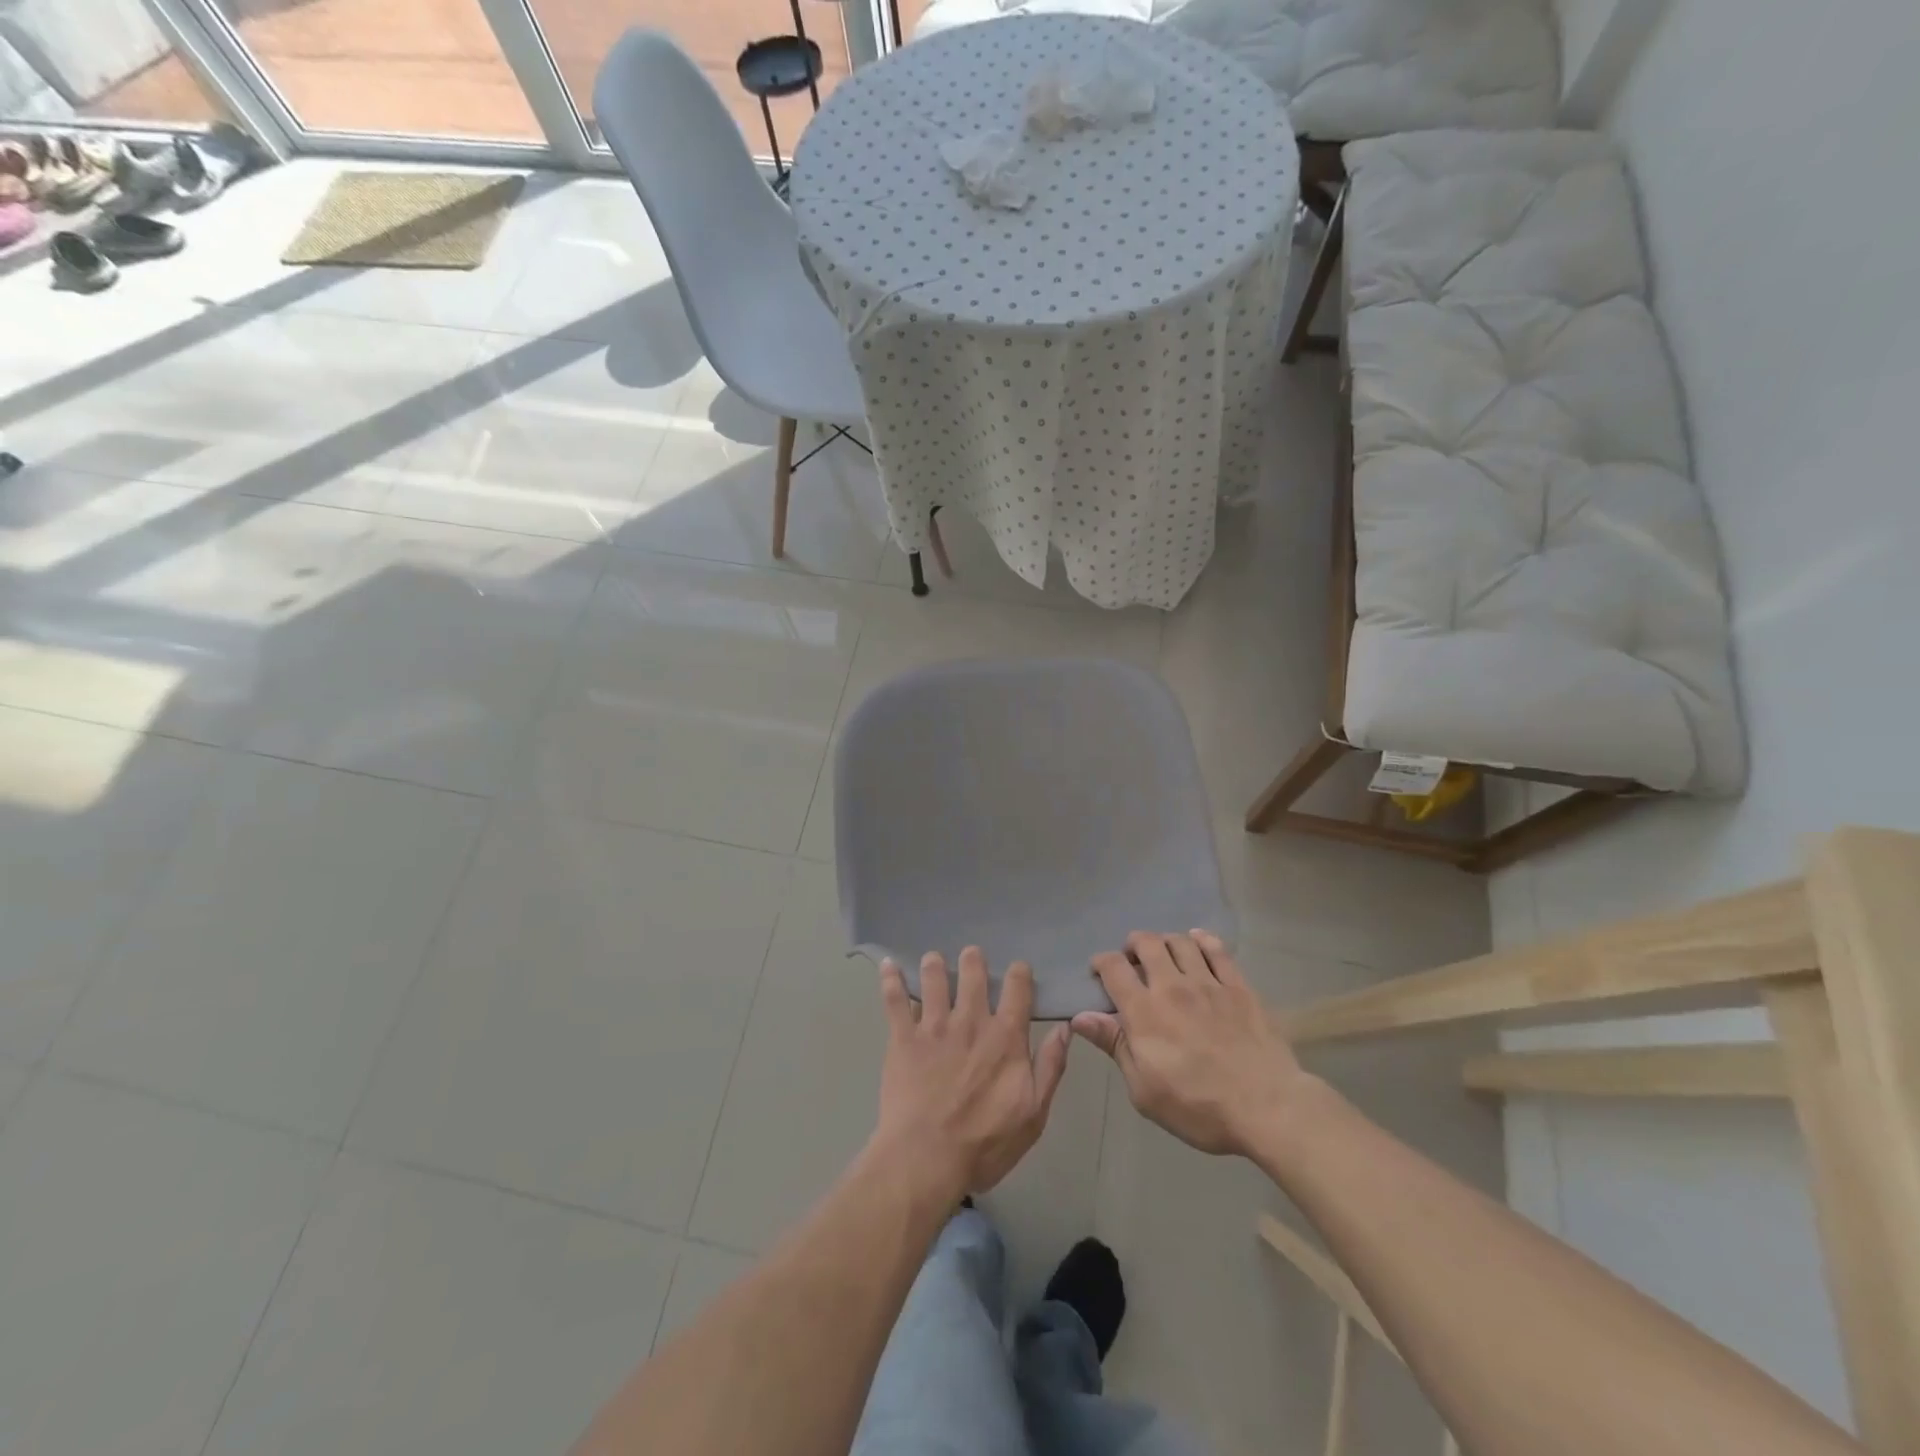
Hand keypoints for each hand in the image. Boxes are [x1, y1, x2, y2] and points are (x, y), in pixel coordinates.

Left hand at [872, 948, 1071, 1197]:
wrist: (927, 1158)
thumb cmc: (985, 1143)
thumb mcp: (1034, 1113)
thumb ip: (1050, 1067)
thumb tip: (1064, 1028)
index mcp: (1005, 1037)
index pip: (1017, 989)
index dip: (1019, 973)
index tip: (1017, 968)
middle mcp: (970, 1021)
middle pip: (972, 974)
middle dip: (972, 959)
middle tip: (970, 954)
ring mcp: (933, 1027)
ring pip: (933, 979)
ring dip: (934, 964)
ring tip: (933, 958)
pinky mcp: (903, 1038)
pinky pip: (894, 1000)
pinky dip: (890, 980)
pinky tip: (887, 965)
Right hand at [1073, 931, 1310, 1156]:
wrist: (1267, 1107)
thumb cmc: (1198, 1107)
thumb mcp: (1144, 1090)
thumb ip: (1114, 1045)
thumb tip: (1080, 1017)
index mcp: (1144, 1012)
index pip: (1113, 968)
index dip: (1100, 962)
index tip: (1099, 971)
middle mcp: (1172, 987)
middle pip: (1146, 943)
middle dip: (1132, 945)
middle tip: (1133, 961)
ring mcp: (1209, 983)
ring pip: (1180, 941)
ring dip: (1165, 942)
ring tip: (1164, 955)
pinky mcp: (1239, 986)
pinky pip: (1217, 949)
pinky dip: (1201, 940)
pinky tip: (1197, 943)